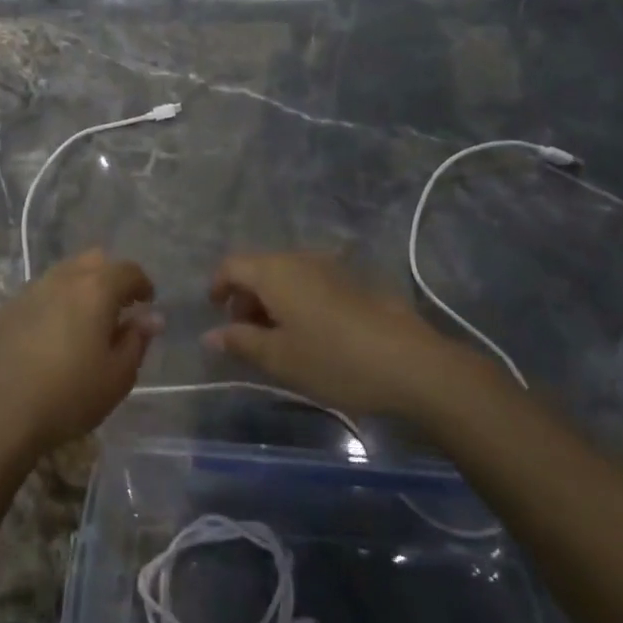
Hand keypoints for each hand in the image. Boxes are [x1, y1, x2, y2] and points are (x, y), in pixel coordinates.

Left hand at [0, 250, 158, 458]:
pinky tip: (53, 333)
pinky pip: (41, 292)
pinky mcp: (8, 308)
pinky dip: (55, 302)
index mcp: (96, 289)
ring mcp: (31, 290)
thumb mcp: (117, 376)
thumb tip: (151, 317)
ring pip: (65, 273)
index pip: (128, 270)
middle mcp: (63, 278)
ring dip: (81, 287)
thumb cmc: (69, 396)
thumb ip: (137, 340)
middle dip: (111, 277)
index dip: (142, 284)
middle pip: (94, 260)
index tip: (146, 304)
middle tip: (118, 308)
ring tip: (85, 321)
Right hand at [205, 252, 464, 416]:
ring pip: (287, 275)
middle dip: (245, 297)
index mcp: (275, 271)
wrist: (412, 363)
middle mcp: (300, 258)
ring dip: (273, 300)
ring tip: (277, 338)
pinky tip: (311, 334)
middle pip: (259, 268)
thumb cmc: (334, 360)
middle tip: (245, 333)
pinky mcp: (355, 281)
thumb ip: (240, 342)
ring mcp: (331, 267)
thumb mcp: (279, 358)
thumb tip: (210, 335)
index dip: (217, 286)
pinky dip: (298, 300)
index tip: (215, 312)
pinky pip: (311, 282)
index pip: (231, 265)